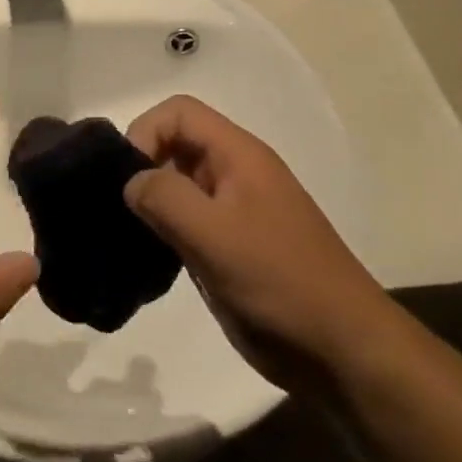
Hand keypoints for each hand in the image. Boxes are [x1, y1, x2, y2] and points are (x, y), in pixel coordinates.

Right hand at [124, 95, 392, 388]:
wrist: (341, 349)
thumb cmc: (279, 282)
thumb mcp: (214, 235)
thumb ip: (165, 197)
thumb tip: (131, 182)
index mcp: (239, 156)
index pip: (178, 112)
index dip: (145, 132)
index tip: (125, 179)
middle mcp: (236, 173)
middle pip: (176, 144)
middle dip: (142, 167)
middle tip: (119, 210)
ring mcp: (235, 211)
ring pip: (178, 184)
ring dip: (151, 202)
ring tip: (129, 236)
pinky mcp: (231, 246)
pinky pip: (187, 221)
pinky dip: (163, 230)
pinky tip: (151, 259)